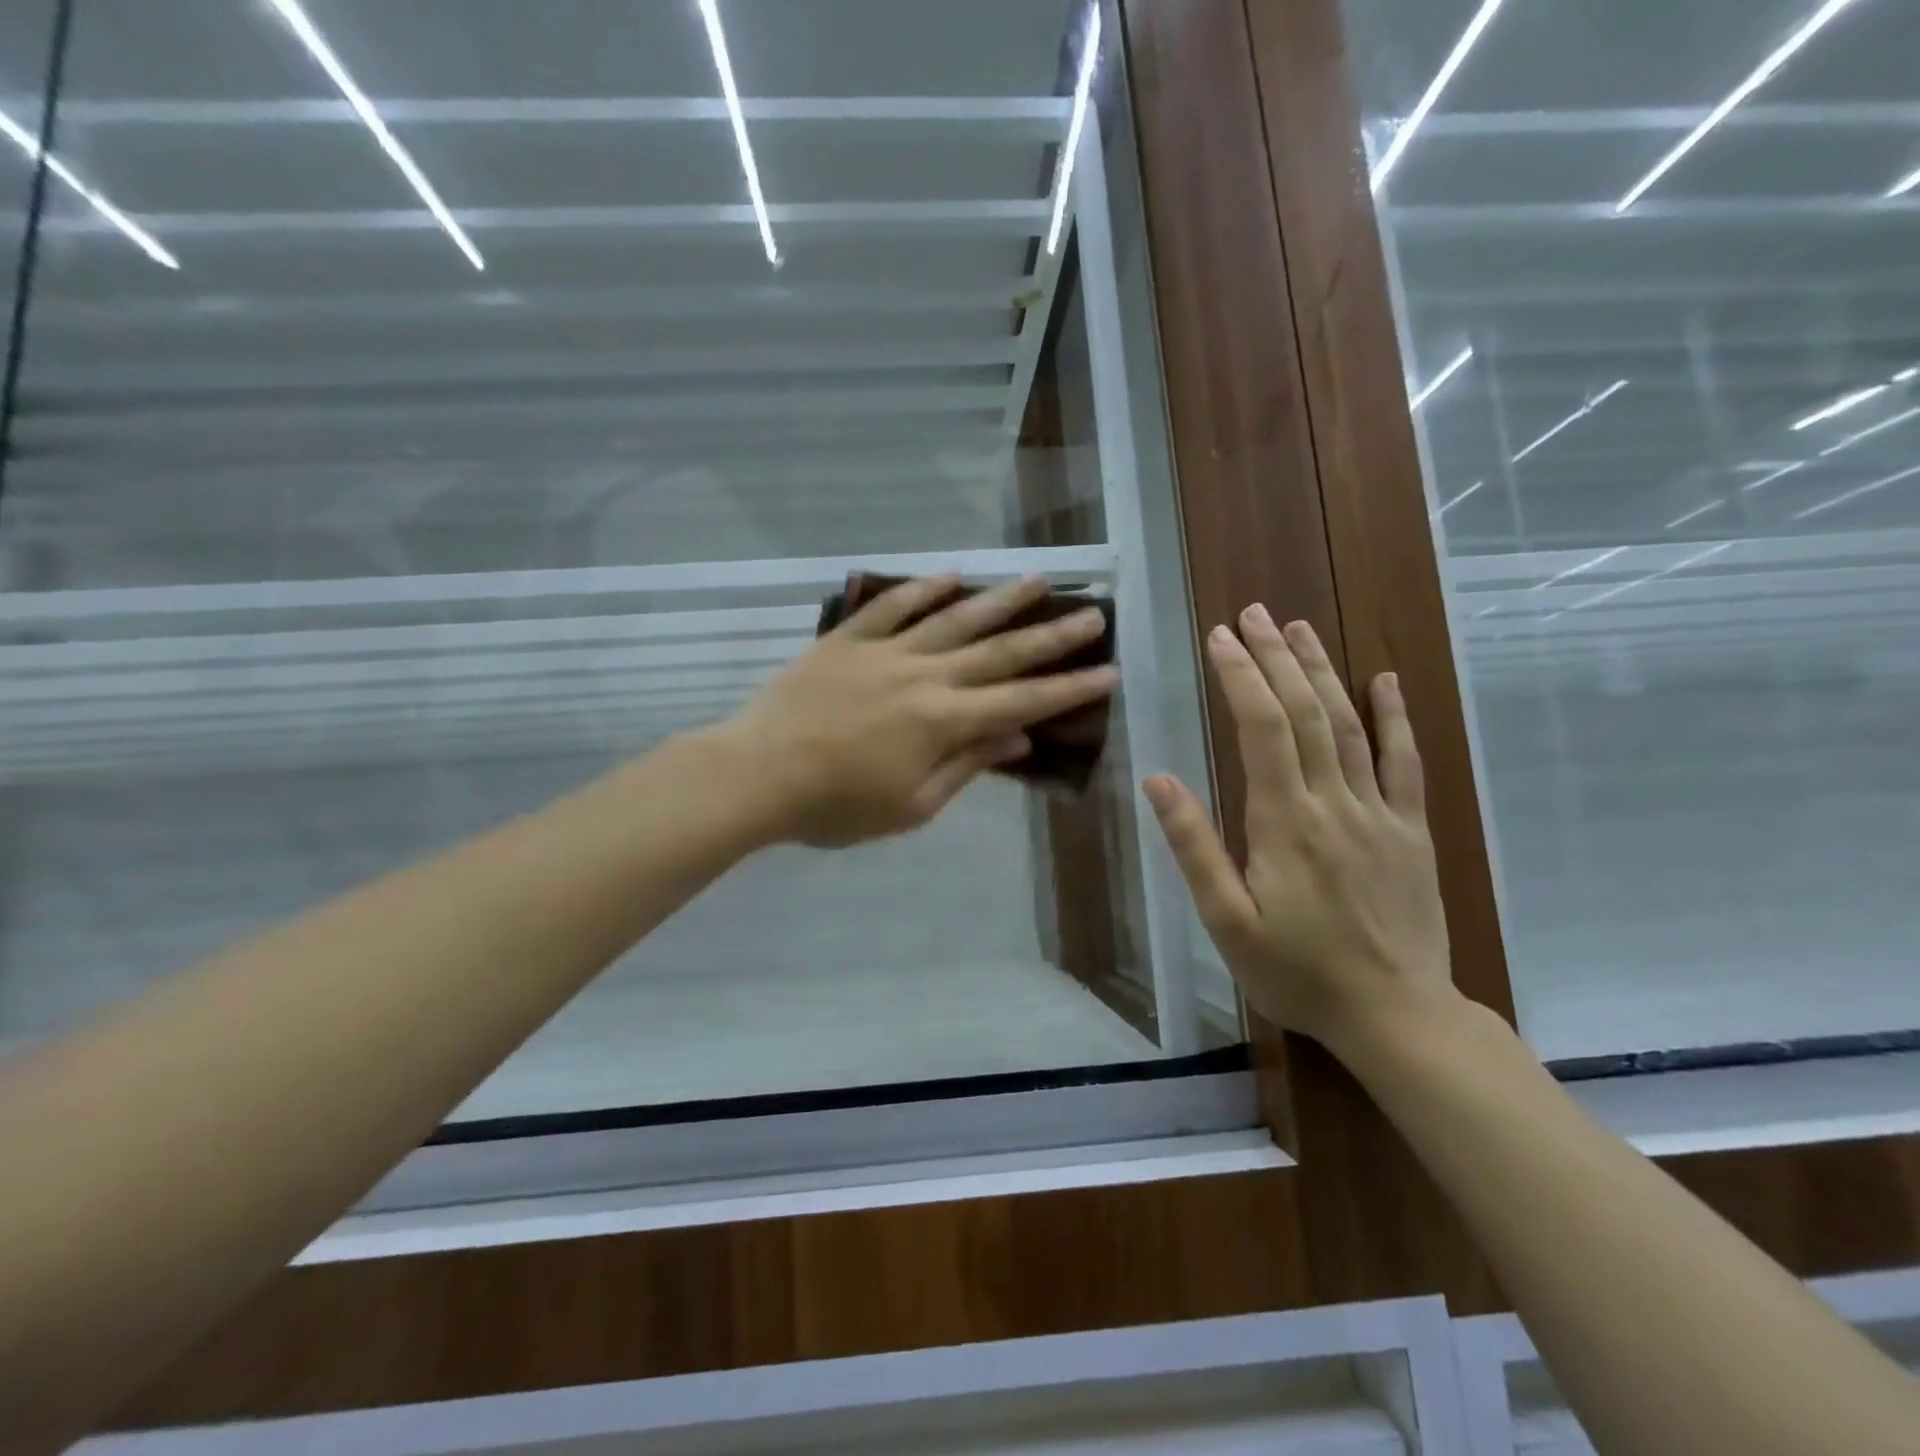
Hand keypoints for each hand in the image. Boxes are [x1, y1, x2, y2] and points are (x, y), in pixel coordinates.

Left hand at [720, 575, 1117, 847]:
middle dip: (1052, 636)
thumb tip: (1018, 737)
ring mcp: (884, 651)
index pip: (1022, 701)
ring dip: (1000, 599)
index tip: (1109, 671)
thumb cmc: (836, 806)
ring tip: (1039, 580)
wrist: (757, 774)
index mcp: (943, 720)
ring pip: (953, 618)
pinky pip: (890, 606)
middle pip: (999, 651)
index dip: (1069, 688)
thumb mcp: (911, 805)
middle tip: (1092, 615)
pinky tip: (952, 574)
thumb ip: (966, 765)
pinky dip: (923, 588)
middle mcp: (925, 675)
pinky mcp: (847, 640)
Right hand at [1142, 608, 1452, 1057]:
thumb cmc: (1297, 972)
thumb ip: (1195, 847)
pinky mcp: (1411, 829)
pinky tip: (1385, 680)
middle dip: (1276, 657)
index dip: (1241, 676)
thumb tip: (1159, 779)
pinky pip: (1405, 762)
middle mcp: (1334, 801)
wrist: (1396, 1015)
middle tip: (1254, 614)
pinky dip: (1395, 716)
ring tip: (1300, 628)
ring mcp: (1380, 812)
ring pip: (1349, 724)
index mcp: (1285, 821)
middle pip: (1304, 712)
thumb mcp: (1226, 921)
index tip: (1220, 637)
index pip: (1261, 728)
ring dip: (1322, 671)